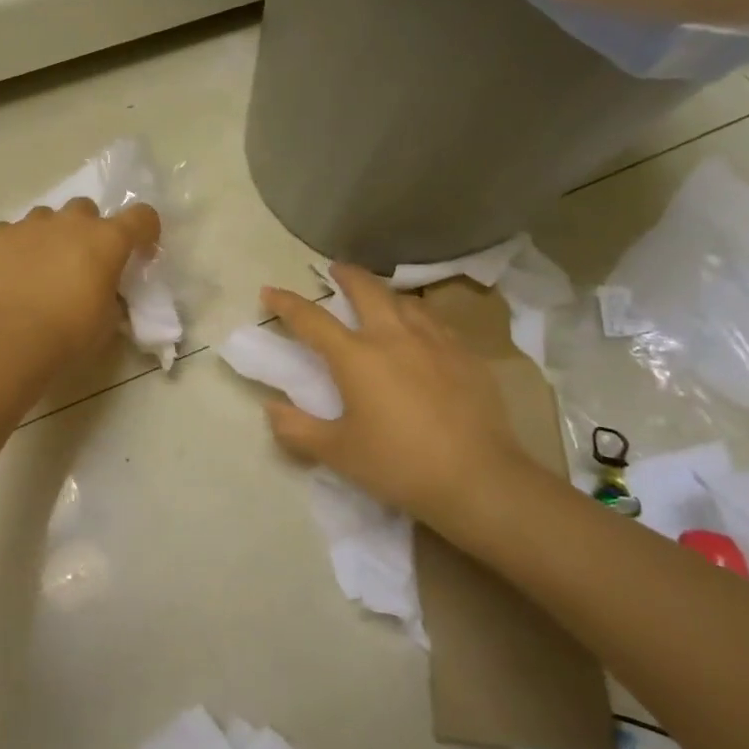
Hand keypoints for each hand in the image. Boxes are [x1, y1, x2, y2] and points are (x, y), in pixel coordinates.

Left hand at [0, 198, 160, 361]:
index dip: (144, 231)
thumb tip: (108, 294)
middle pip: (86, 209)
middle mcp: (71, 222)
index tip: (138, 252)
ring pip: (46, 217)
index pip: (141, 217)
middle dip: (87, 230)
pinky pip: (10, 233)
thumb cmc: (70, 334)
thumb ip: (113, 297)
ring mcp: (30, 225)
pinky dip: (14, 248)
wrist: (10, 340)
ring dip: (50, 235)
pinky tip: (9, 274)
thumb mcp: (108, 322)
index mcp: (107, 240)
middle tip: (81, 262)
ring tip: (41, 268)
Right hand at [260, 265, 559, 542]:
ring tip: (379, 298)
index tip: (269, 291)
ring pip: (405, 301)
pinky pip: (435, 323)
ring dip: (385, 294)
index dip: (286, 303)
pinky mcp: (466, 356)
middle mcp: (394, 337)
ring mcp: (435, 342)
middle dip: (346, 275)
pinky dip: (417, 317)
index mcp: (357, 357)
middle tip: (335, 269)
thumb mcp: (338, 453)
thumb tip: (272, 408)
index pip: (312, 319)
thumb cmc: (399, 464)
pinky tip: (421, 332)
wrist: (478, 479)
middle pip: (367, 290)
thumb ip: (297, 429)